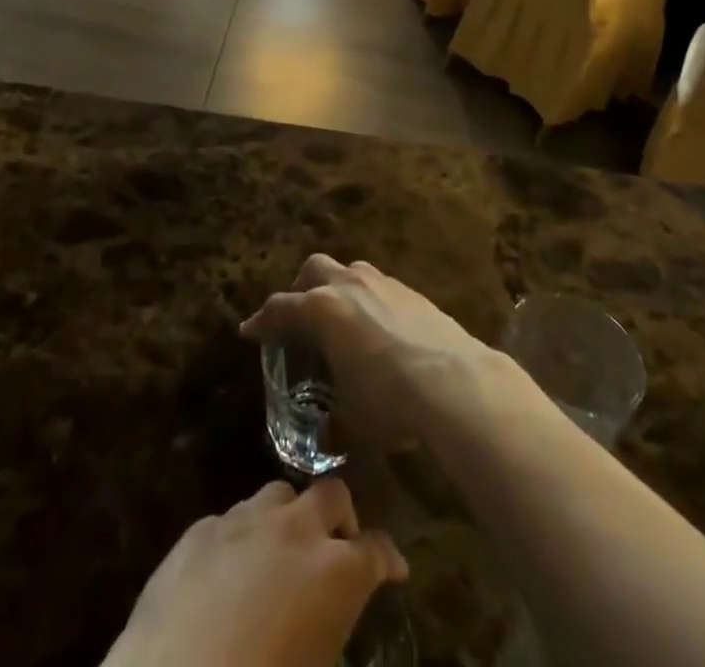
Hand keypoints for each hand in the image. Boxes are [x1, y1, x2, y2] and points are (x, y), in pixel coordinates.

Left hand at [104, 479, 406, 666]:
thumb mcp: (316, 663)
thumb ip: (329, 631)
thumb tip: (324, 622)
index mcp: (333, 572)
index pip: (376, 550)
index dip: (388, 559)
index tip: (394, 569)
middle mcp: (293, 530)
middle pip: (330, 494)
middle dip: (340, 517)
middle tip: (338, 545)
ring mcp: (243, 521)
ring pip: (278, 495)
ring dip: (288, 519)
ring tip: (281, 553)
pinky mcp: (199, 530)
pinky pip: (231, 521)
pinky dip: (242, 538)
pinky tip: (229, 572)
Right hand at [241, 255, 495, 453]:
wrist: (454, 380)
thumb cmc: (389, 399)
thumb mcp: (353, 421)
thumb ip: (333, 424)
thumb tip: (327, 434)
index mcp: (321, 310)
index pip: (280, 309)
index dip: (262, 321)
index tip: (250, 331)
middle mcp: (348, 284)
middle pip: (313, 270)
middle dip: (302, 289)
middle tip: (301, 318)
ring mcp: (382, 282)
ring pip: (349, 271)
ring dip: (339, 290)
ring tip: (342, 322)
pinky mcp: (412, 290)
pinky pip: (379, 287)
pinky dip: (370, 301)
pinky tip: (380, 331)